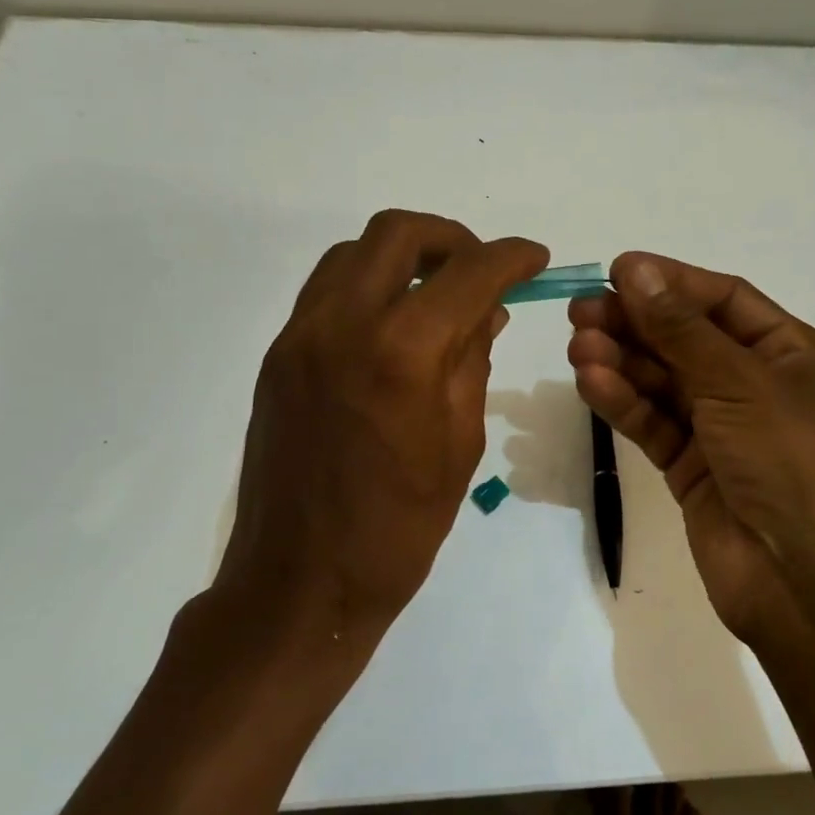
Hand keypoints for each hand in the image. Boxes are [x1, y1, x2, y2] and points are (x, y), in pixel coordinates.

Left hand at [221, 210, 547, 641]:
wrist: (300, 582)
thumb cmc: (399, 527)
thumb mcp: (459, 442)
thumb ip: (473, 361)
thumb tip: (488, 311)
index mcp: (403, 352)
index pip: (469, 273)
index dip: (511, 257)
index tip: (535, 259)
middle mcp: (343, 323)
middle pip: (398, 233)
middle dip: (451, 239)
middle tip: (481, 270)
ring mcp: (301, 336)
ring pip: (353, 253)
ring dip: (403, 257)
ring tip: (436, 293)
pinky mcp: (278, 355)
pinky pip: (326, 291)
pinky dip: (367, 285)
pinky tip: (393, 325)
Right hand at [566, 253, 814, 648]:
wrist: (800, 581)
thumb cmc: (787, 462)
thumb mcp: (738, 382)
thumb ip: (680, 328)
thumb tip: (634, 269)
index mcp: (791, 354)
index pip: (724, 300)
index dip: (672, 282)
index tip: (618, 271)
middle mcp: (757, 385)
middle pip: (687, 339)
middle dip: (636, 323)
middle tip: (581, 310)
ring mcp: (723, 428)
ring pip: (664, 381)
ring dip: (622, 361)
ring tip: (578, 345)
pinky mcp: (692, 466)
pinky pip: (654, 422)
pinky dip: (624, 401)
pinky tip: (591, 381)